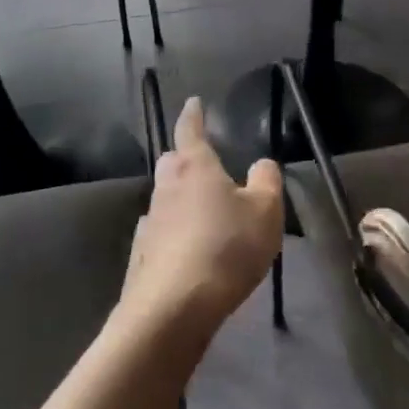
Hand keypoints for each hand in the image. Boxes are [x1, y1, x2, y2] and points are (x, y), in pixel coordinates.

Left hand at [118, 98, 283, 335]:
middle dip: (185, 158)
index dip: (194, 115)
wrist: (175, 306)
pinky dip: (172, 231)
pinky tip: (185, 246)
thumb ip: (266, 181)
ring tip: (203, 212)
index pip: (191, 131)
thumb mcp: (265, 212)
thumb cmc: (227, 248)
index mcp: (196, 169)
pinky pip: (159, 231)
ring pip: (164, 197)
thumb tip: (261, 164)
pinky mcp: (142, 254)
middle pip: (172, 162)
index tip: (193, 102)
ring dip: (180, 198)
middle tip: (203, 164)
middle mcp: (166, 188)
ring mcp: (150, 221)